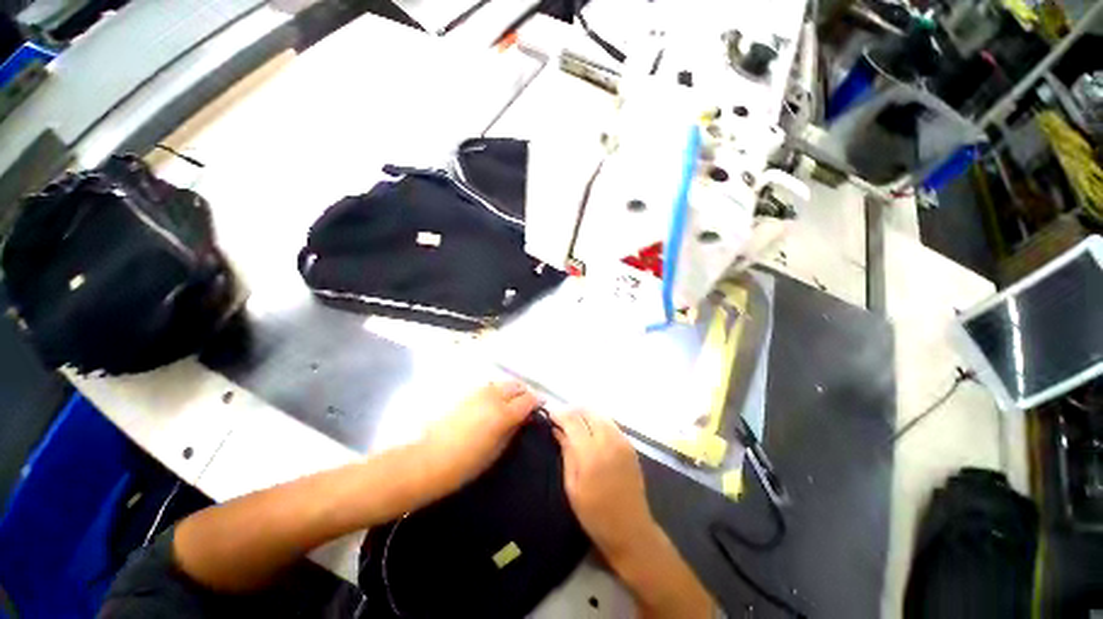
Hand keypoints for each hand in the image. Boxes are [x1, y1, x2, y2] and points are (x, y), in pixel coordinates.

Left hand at [420, 381, 539, 494]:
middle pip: (516, 386)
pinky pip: (488, 387)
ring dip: (510, 390)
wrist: (430, 459)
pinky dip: (496, 391)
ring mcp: (478, 393)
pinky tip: (493, 403)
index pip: (528, 400)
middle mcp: (493, 397)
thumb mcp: (497, 450)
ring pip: (502, 383)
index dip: (537, 402)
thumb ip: (513, 429)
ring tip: (510, 403)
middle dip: (524, 393)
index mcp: (504, 413)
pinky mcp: (466, 394)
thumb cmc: (467, 463)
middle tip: (526, 405)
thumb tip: (523, 418)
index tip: (540, 407)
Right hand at [551, 409, 661, 566]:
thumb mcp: (572, 486)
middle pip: (588, 411)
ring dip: (584, 413)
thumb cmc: (595, 513)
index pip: (573, 421)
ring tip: (573, 422)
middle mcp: (608, 441)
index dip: (559, 413)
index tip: (549, 413)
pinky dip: (597, 420)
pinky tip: (590, 429)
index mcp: (591, 454)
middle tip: (560, 417)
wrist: (630, 529)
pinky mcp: (630, 444)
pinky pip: (610, 423)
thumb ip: (566, 452)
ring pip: (600, 414)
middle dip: (572, 410)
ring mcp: (622, 441)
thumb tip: (557, 429)